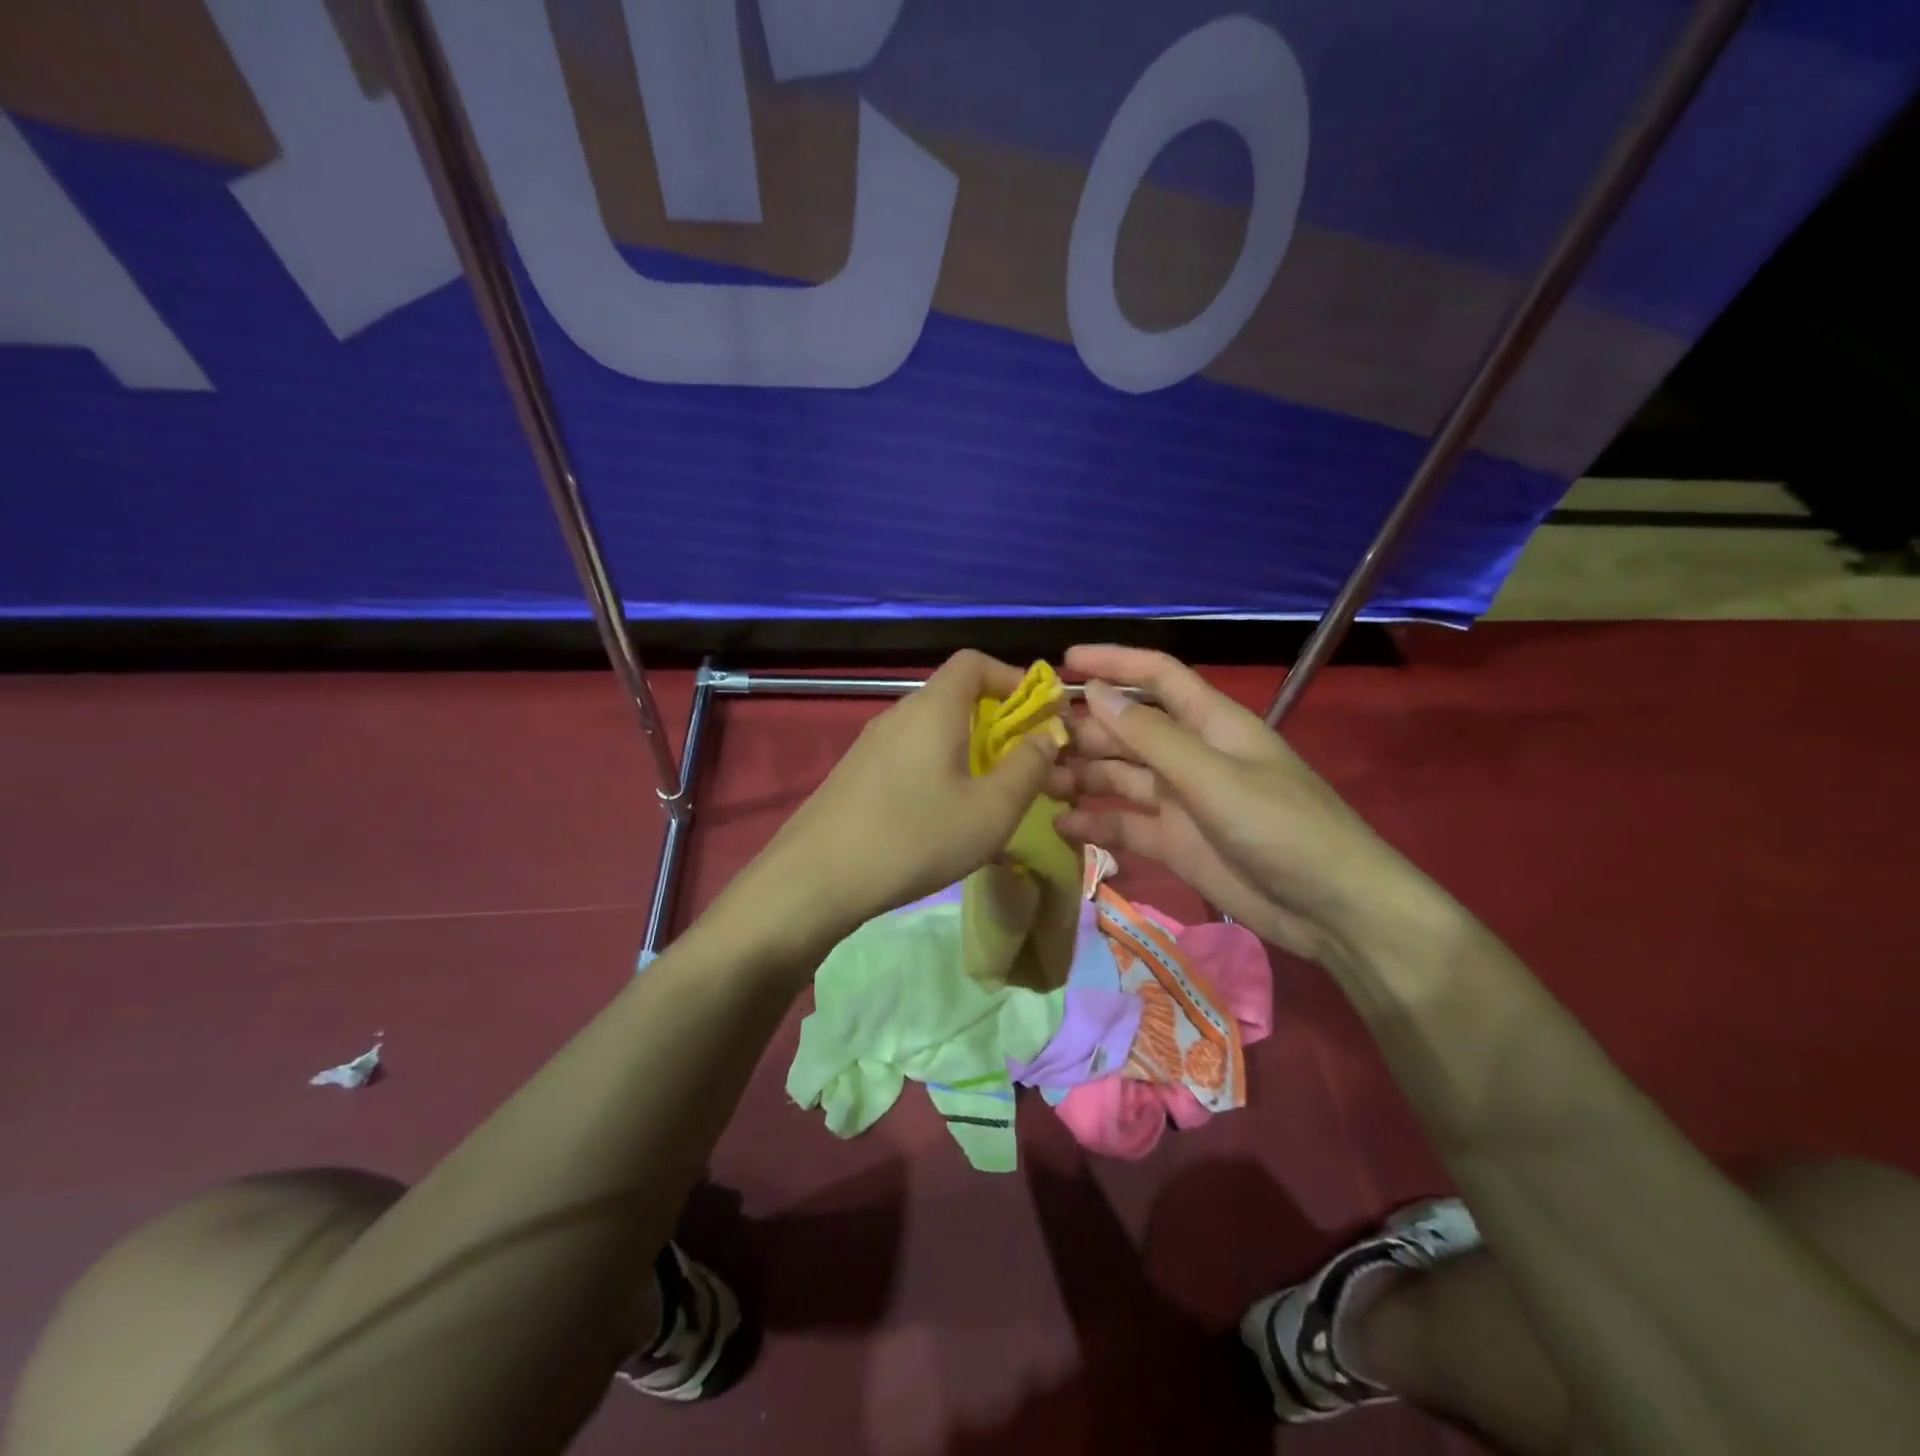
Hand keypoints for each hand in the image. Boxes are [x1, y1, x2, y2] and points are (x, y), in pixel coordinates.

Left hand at [736, 651, 1062, 946]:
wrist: (815, 879)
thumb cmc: (914, 837)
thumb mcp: (991, 810)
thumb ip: (1029, 768)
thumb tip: (1046, 736)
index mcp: (933, 708)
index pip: (974, 662)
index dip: (1013, 678)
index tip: (1039, 715)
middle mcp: (899, 714)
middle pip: (956, 698)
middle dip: (999, 725)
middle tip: (1025, 767)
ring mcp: (871, 744)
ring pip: (933, 732)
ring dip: (970, 753)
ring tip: (990, 798)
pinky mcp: (857, 774)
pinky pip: (910, 756)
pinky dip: (939, 771)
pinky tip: (943, 817)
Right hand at [1052, 645, 1435, 964]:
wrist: (1330, 909)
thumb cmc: (1280, 827)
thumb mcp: (1212, 776)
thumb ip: (1151, 738)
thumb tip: (1095, 694)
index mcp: (1210, 723)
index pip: (1156, 677)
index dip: (1112, 663)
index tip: (1062, 664)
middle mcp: (1191, 754)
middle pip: (1128, 730)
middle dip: (1084, 730)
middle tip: (1031, 741)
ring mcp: (1181, 800)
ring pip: (1120, 777)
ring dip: (1082, 777)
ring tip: (1039, 785)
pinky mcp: (1175, 842)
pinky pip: (1125, 825)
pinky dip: (1095, 823)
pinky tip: (1062, 826)